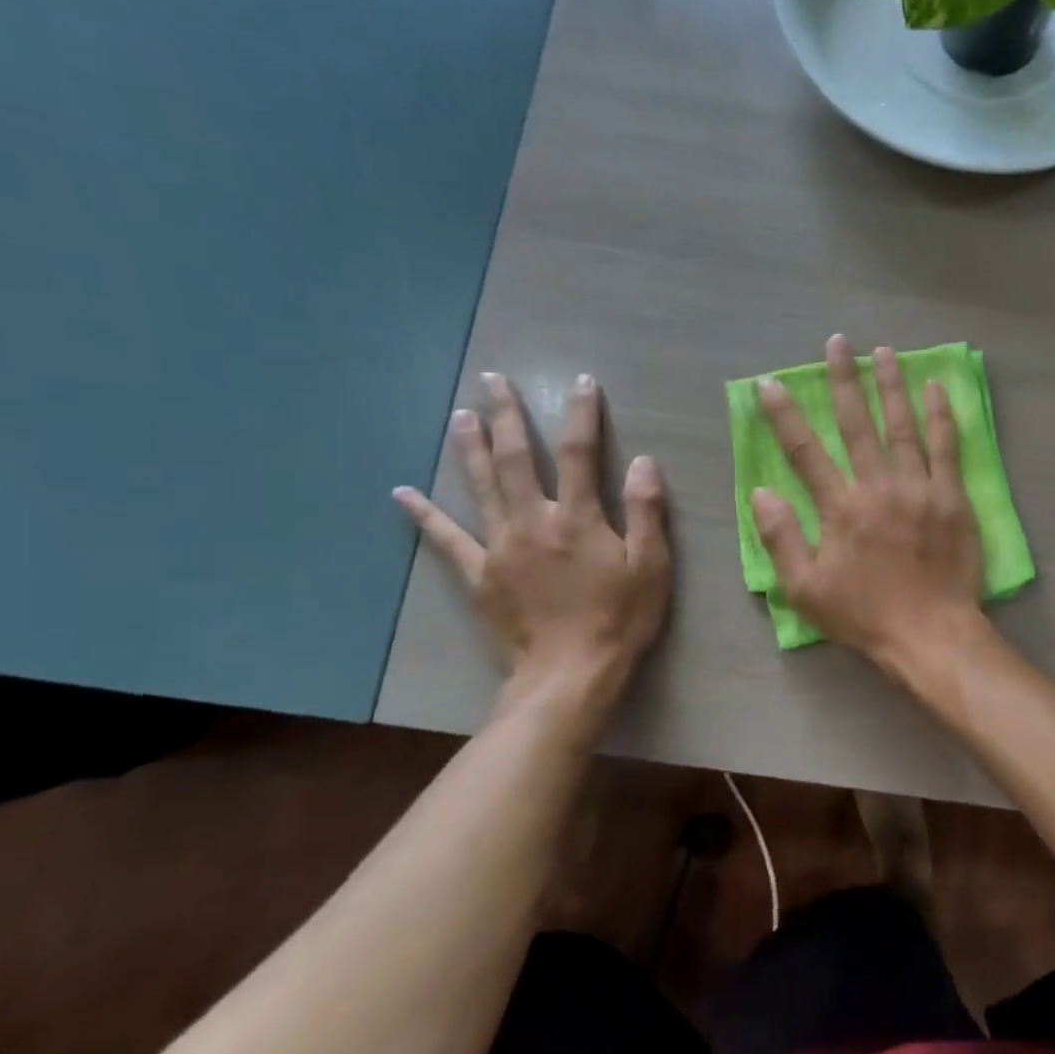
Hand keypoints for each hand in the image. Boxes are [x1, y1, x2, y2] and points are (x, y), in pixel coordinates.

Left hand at [394, 372, 671, 691]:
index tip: (580, 381)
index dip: (581, 414)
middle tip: (494, 380)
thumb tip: (644, 462)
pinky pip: (447, 539)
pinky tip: (402, 493)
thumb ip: (646, 511)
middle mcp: (534, 521)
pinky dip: (424, 515)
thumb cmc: (620, 618)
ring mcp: (500, 546)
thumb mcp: (652, 565)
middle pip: (518, 458)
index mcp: (579, 518)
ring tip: (461, 414)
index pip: (580, 453)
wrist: (570, 673)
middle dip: (508, 415)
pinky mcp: (480, 574)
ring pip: (481, 486)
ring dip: (471, 447)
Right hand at [753, 336, 983, 665]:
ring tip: (884, 351)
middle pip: (856, 423)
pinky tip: (936, 388)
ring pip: (902, 425)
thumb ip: (781, 538)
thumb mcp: (805, 589)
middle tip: (838, 344)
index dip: (784, 415)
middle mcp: (877, 486)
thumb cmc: (864, 615)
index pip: (805, 452)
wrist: (930, 632)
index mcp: (840, 508)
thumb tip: (760, 493)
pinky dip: (941, 416)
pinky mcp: (951, 497)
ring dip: (891, 385)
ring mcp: (918, 488)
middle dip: (844, 380)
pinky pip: (947, 447)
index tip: (771, 384)